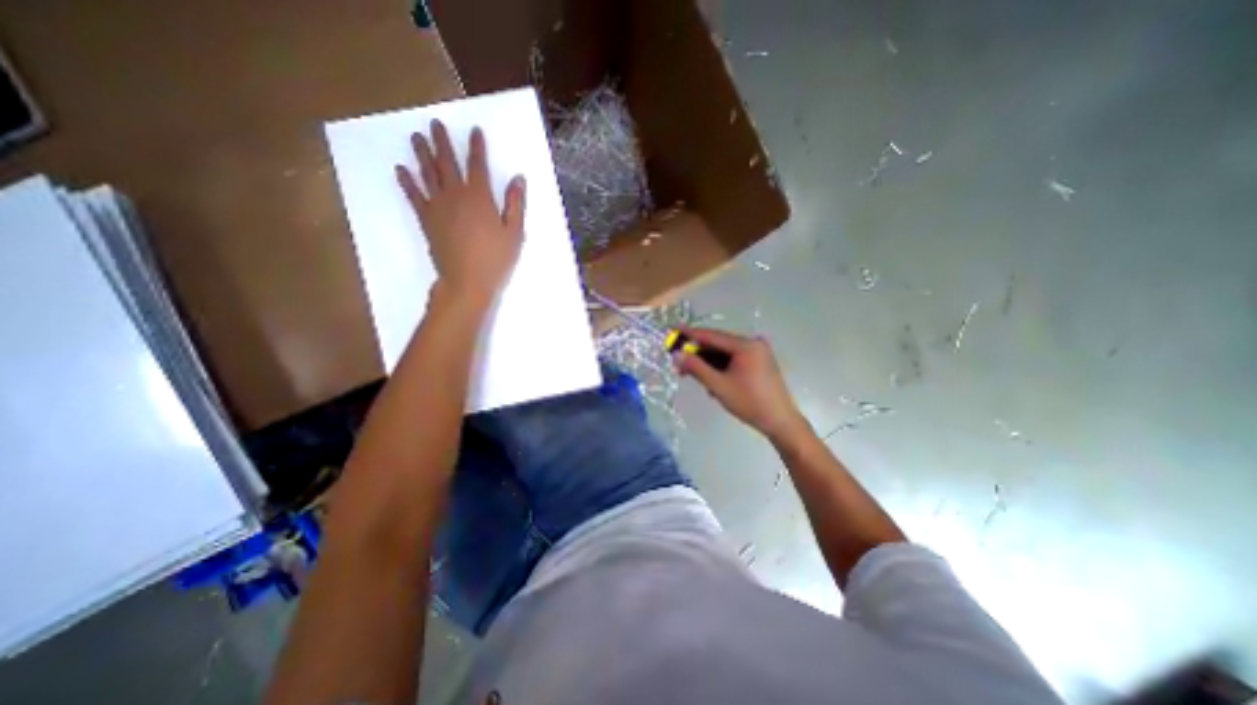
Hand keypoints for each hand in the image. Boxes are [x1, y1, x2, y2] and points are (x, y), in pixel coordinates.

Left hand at [396, 119, 525, 304]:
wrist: (467, 280)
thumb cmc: (496, 259)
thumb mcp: (514, 233)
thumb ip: (515, 204)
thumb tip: (518, 178)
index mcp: (480, 197)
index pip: (477, 165)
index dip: (476, 147)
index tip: (474, 131)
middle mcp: (456, 195)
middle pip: (447, 162)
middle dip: (442, 142)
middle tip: (435, 123)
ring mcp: (438, 206)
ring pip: (428, 173)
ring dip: (422, 154)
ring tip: (416, 137)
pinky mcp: (427, 219)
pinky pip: (414, 196)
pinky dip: (407, 182)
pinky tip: (400, 170)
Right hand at [684, 327, 811, 442]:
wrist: (780, 422)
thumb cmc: (749, 403)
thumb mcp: (718, 385)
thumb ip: (696, 368)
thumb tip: (677, 355)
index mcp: (746, 345)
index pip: (712, 335)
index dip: (690, 334)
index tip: (673, 331)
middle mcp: (753, 344)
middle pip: (718, 344)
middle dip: (698, 354)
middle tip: (679, 363)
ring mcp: (758, 353)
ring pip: (725, 354)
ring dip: (708, 363)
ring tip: (693, 376)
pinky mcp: (759, 363)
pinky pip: (734, 360)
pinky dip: (721, 368)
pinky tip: (712, 381)